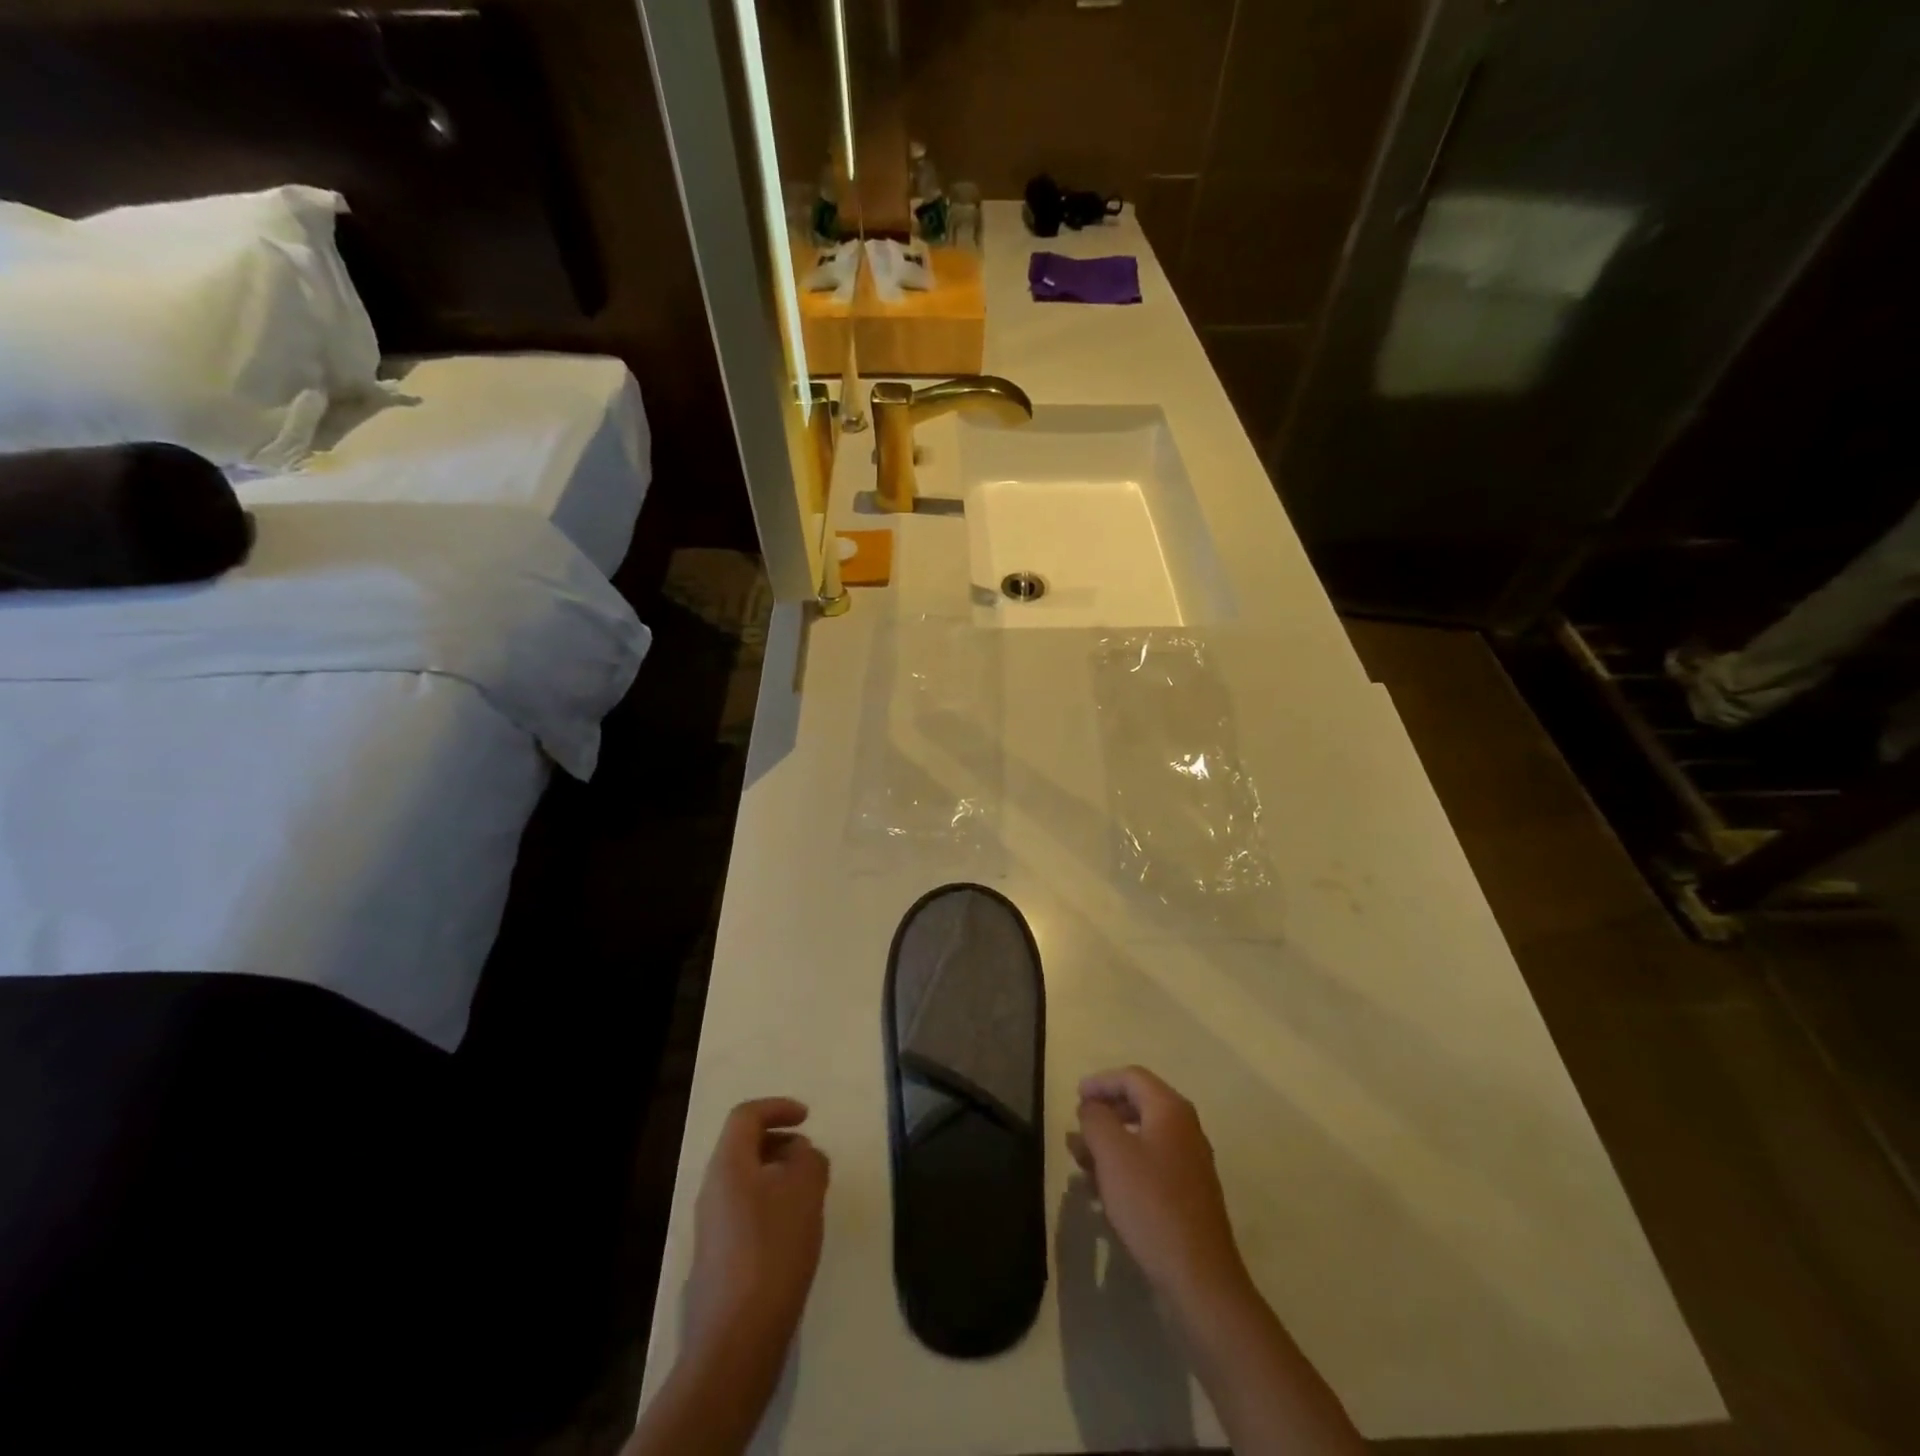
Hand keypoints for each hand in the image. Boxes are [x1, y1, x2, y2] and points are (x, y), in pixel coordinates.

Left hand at [683, 1098, 829, 1375]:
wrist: (736, 1340)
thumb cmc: (773, 1249)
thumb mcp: (805, 1189)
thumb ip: (809, 1158)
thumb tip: (801, 1155)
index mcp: (728, 1165)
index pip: (747, 1115)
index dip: (778, 1107)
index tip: (808, 1117)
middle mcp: (713, 1189)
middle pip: (745, 1147)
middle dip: (782, 1144)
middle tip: (812, 1159)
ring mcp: (712, 1227)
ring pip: (748, 1181)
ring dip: (780, 1177)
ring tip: (811, 1196)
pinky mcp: (719, 1259)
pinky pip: (747, 1212)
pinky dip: (773, 1206)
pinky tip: (796, 1234)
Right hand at [1068, 1066, 1248, 1316]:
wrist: (1199, 1278)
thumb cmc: (1151, 1204)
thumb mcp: (1112, 1154)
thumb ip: (1096, 1119)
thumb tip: (1091, 1107)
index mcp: (1171, 1110)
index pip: (1132, 1077)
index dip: (1101, 1082)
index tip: (1075, 1096)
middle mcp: (1185, 1129)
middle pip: (1139, 1105)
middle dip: (1104, 1114)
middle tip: (1077, 1129)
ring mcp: (1190, 1164)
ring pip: (1143, 1138)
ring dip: (1110, 1144)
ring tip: (1081, 1162)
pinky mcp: (1188, 1195)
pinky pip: (1150, 1165)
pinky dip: (1124, 1167)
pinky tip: (1104, 1191)